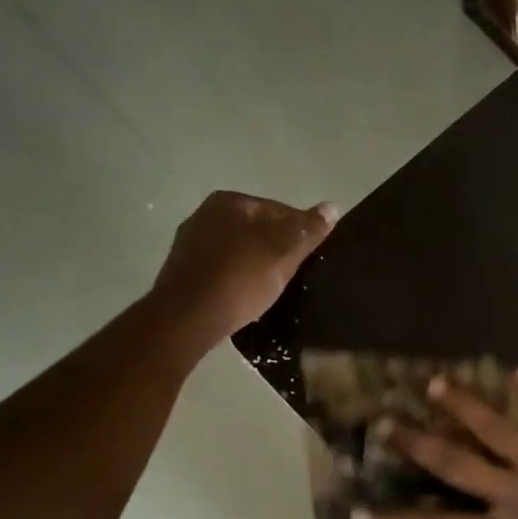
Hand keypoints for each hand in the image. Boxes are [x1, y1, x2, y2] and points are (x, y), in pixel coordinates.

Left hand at [154, 192, 336, 345]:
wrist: (188, 316)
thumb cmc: (240, 278)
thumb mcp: (283, 253)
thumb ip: (308, 230)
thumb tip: (332, 207)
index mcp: (230, 201)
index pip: (280, 210)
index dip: (301, 233)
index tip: (311, 258)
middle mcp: (206, 214)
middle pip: (258, 229)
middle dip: (278, 249)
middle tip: (294, 276)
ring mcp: (191, 242)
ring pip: (239, 250)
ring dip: (257, 265)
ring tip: (272, 289)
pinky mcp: (185, 270)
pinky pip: (223, 269)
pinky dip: (238, 278)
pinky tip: (247, 296)